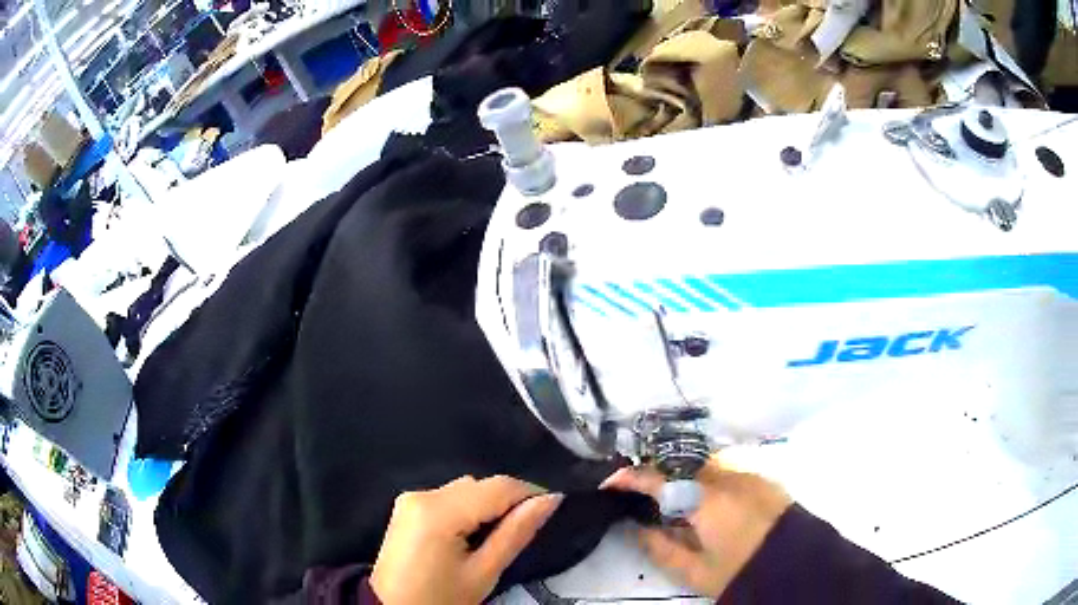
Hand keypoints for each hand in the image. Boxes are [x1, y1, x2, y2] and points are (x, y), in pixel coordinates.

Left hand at [370, 475, 563, 603]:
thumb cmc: (441, 598)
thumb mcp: (484, 572)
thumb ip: (516, 533)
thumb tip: (550, 500)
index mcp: (439, 512)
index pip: (497, 487)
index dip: (530, 492)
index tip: (552, 506)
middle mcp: (422, 494)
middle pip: (479, 485)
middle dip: (508, 500)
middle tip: (526, 527)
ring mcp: (410, 498)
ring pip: (465, 488)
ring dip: (488, 503)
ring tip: (500, 533)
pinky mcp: (407, 506)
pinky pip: (448, 496)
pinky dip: (467, 507)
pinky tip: (473, 531)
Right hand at [601, 458, 792, 598]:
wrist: (795, 566)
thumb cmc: (740, 572)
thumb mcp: (694, 570)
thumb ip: (660, 547)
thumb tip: (636, 527)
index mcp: (707, 501)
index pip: (659, 478)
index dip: (631, 477)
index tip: (611, 483)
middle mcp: (727, 477)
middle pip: (681, 463)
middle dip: (657, 473)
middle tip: (639, 492)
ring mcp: (747, 474)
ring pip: (703, 463)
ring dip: (681, 474)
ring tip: (669, 496)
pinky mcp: (761, 477)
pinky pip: (723, 469)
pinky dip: (704, 478)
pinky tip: (702, 499)